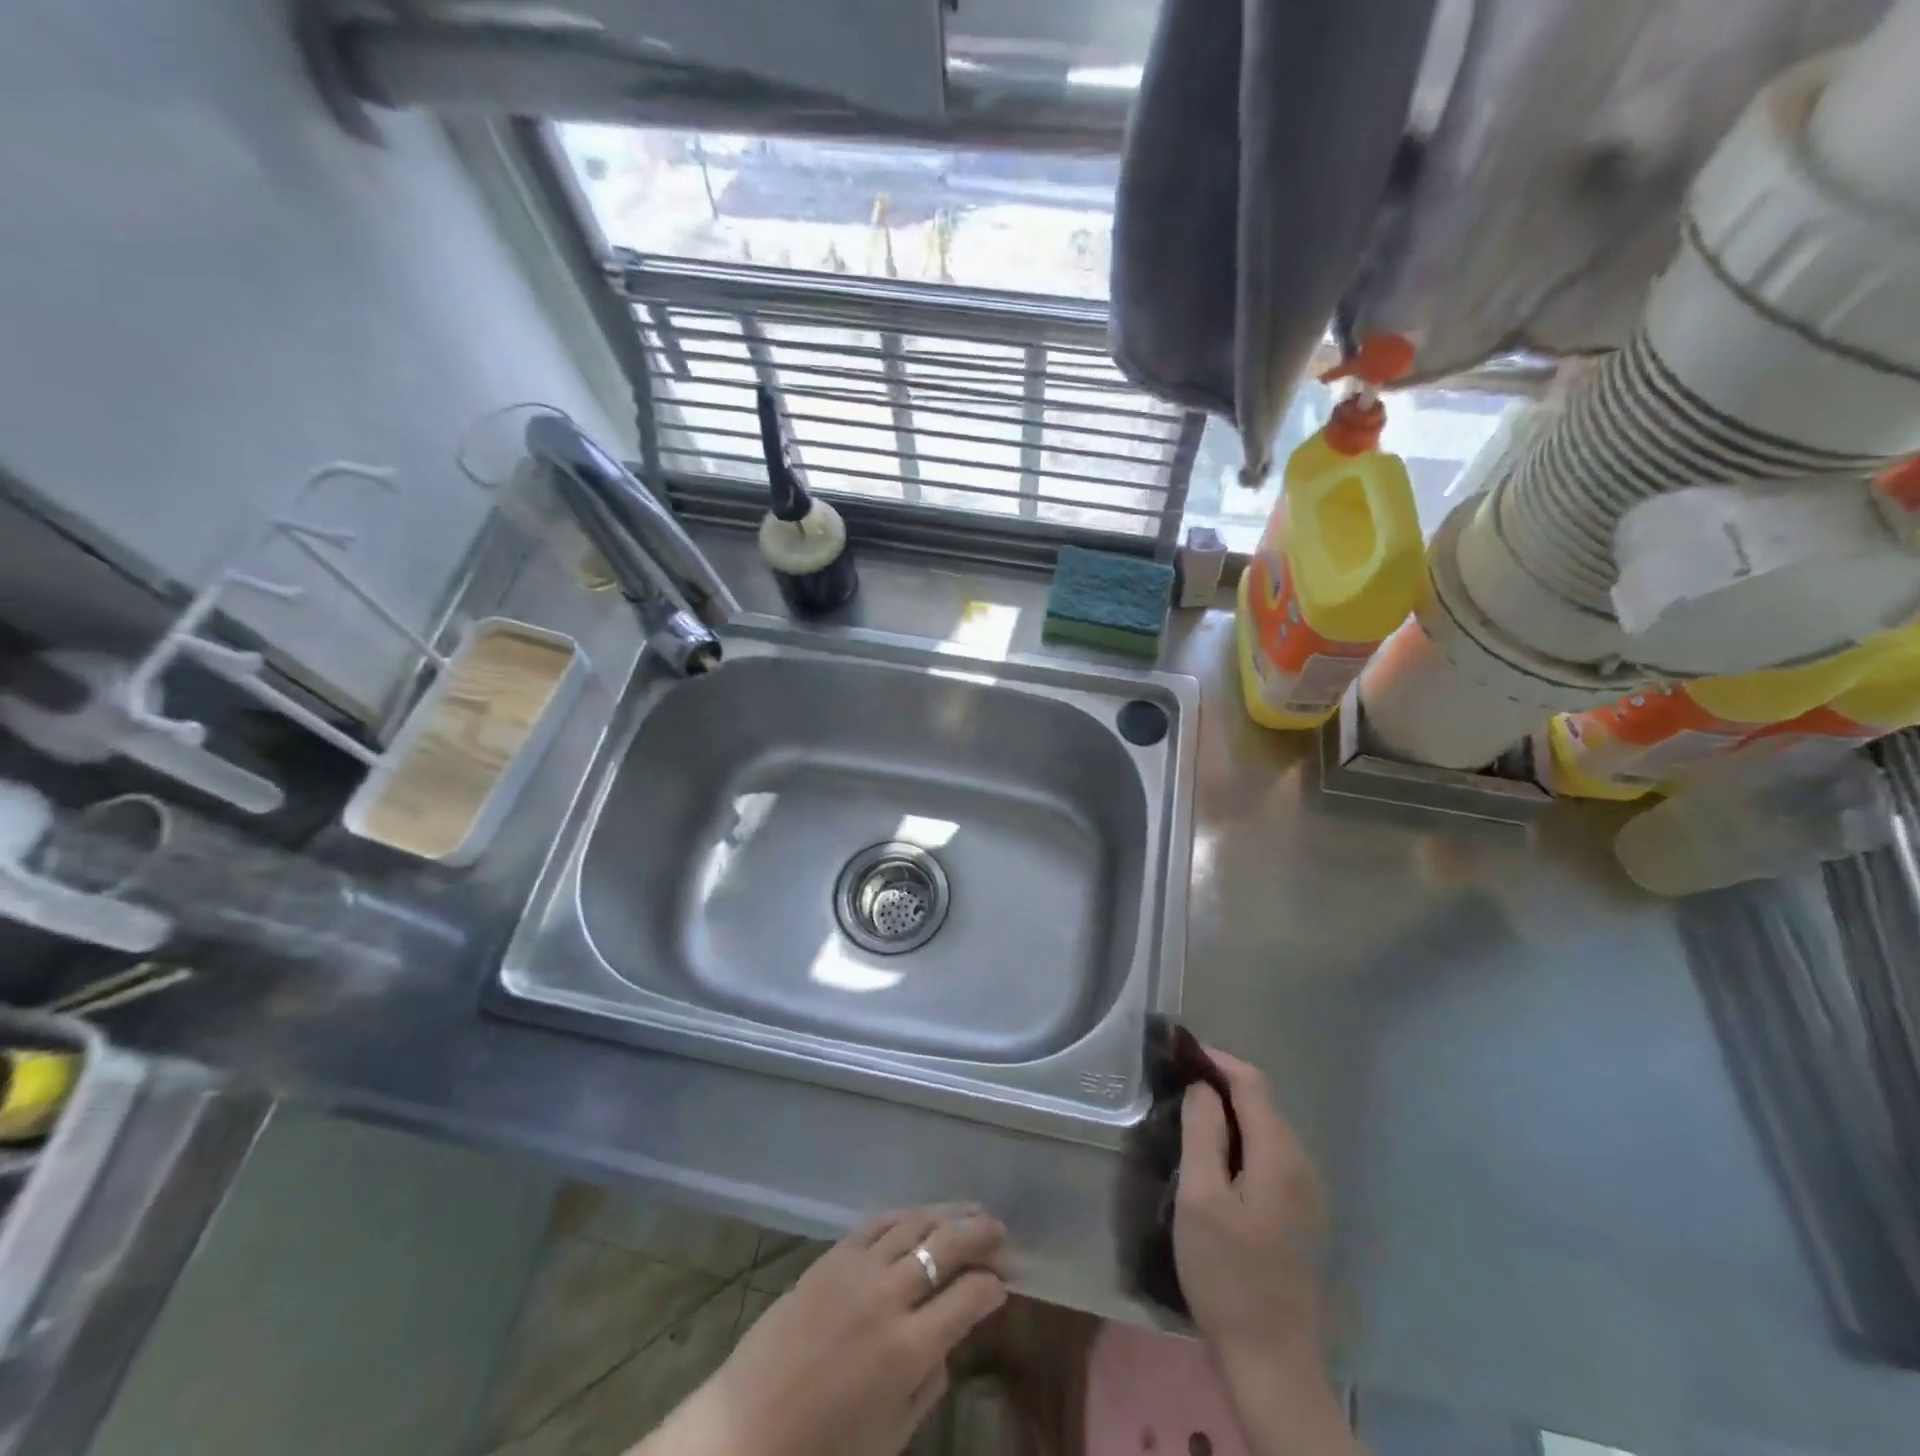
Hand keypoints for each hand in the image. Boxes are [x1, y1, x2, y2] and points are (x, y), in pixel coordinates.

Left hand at [633, 1206, 1007, 1455]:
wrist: (746, 1430)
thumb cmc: (822, 1449)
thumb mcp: (890, 1435)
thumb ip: (928, 1384)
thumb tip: (948, 1340)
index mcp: (908, 1350)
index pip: (969, 1299)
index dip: (993, 1287)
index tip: (1004, 1284)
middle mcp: (889, 1298)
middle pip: (947, 1246)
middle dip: (980, 1234)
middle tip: (1000, 1230)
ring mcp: (858, 1269)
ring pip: (915, 1224)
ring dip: (948, 1213)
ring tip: (971, 1210)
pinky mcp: (832, 1255)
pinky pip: (878, 1223)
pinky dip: (906, 1215)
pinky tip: (919, 1214)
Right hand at [1174, 1049, 1327, 1371]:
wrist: (1272, 1361)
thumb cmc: (1227, 1274)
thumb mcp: (1200, 1198)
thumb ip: (1202, 1132)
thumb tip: (1203, 1087)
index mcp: (1279, 1156)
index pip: (1251, 1082)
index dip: (1216, 1060)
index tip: (1178, 1053)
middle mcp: (1302, 1165)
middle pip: (1262, 1103)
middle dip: (1220, 1085)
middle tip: (1175, 1086)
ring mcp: (1307, 1193)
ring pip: (1267, 1130)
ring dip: (1230, 1114)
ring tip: (1189, 1118)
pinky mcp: (1302, 1216)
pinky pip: (1271, 1157)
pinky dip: (1242, 1142)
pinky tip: (1216, 1161)